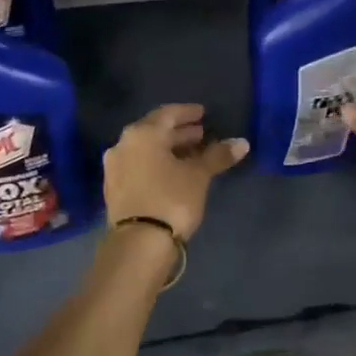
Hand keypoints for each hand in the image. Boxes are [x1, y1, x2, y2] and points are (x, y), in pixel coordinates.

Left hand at [103, 104, 247, 241]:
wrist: (139, 243)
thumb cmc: (171, 199)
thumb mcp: (198, 175)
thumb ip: (217, 155)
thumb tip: (241, 142)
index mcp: (142, 133)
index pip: (168, 113)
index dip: (187, 112)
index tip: (203, 113)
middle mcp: (123, 144)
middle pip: (155, 131)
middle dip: (179, 133)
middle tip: (201, 134)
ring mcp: (115, 167)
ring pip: (146, 150)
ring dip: (168, 150)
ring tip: (191, 155)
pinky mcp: (114, 189)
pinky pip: (139, 166)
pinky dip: (156, 164)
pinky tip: (173, 173)